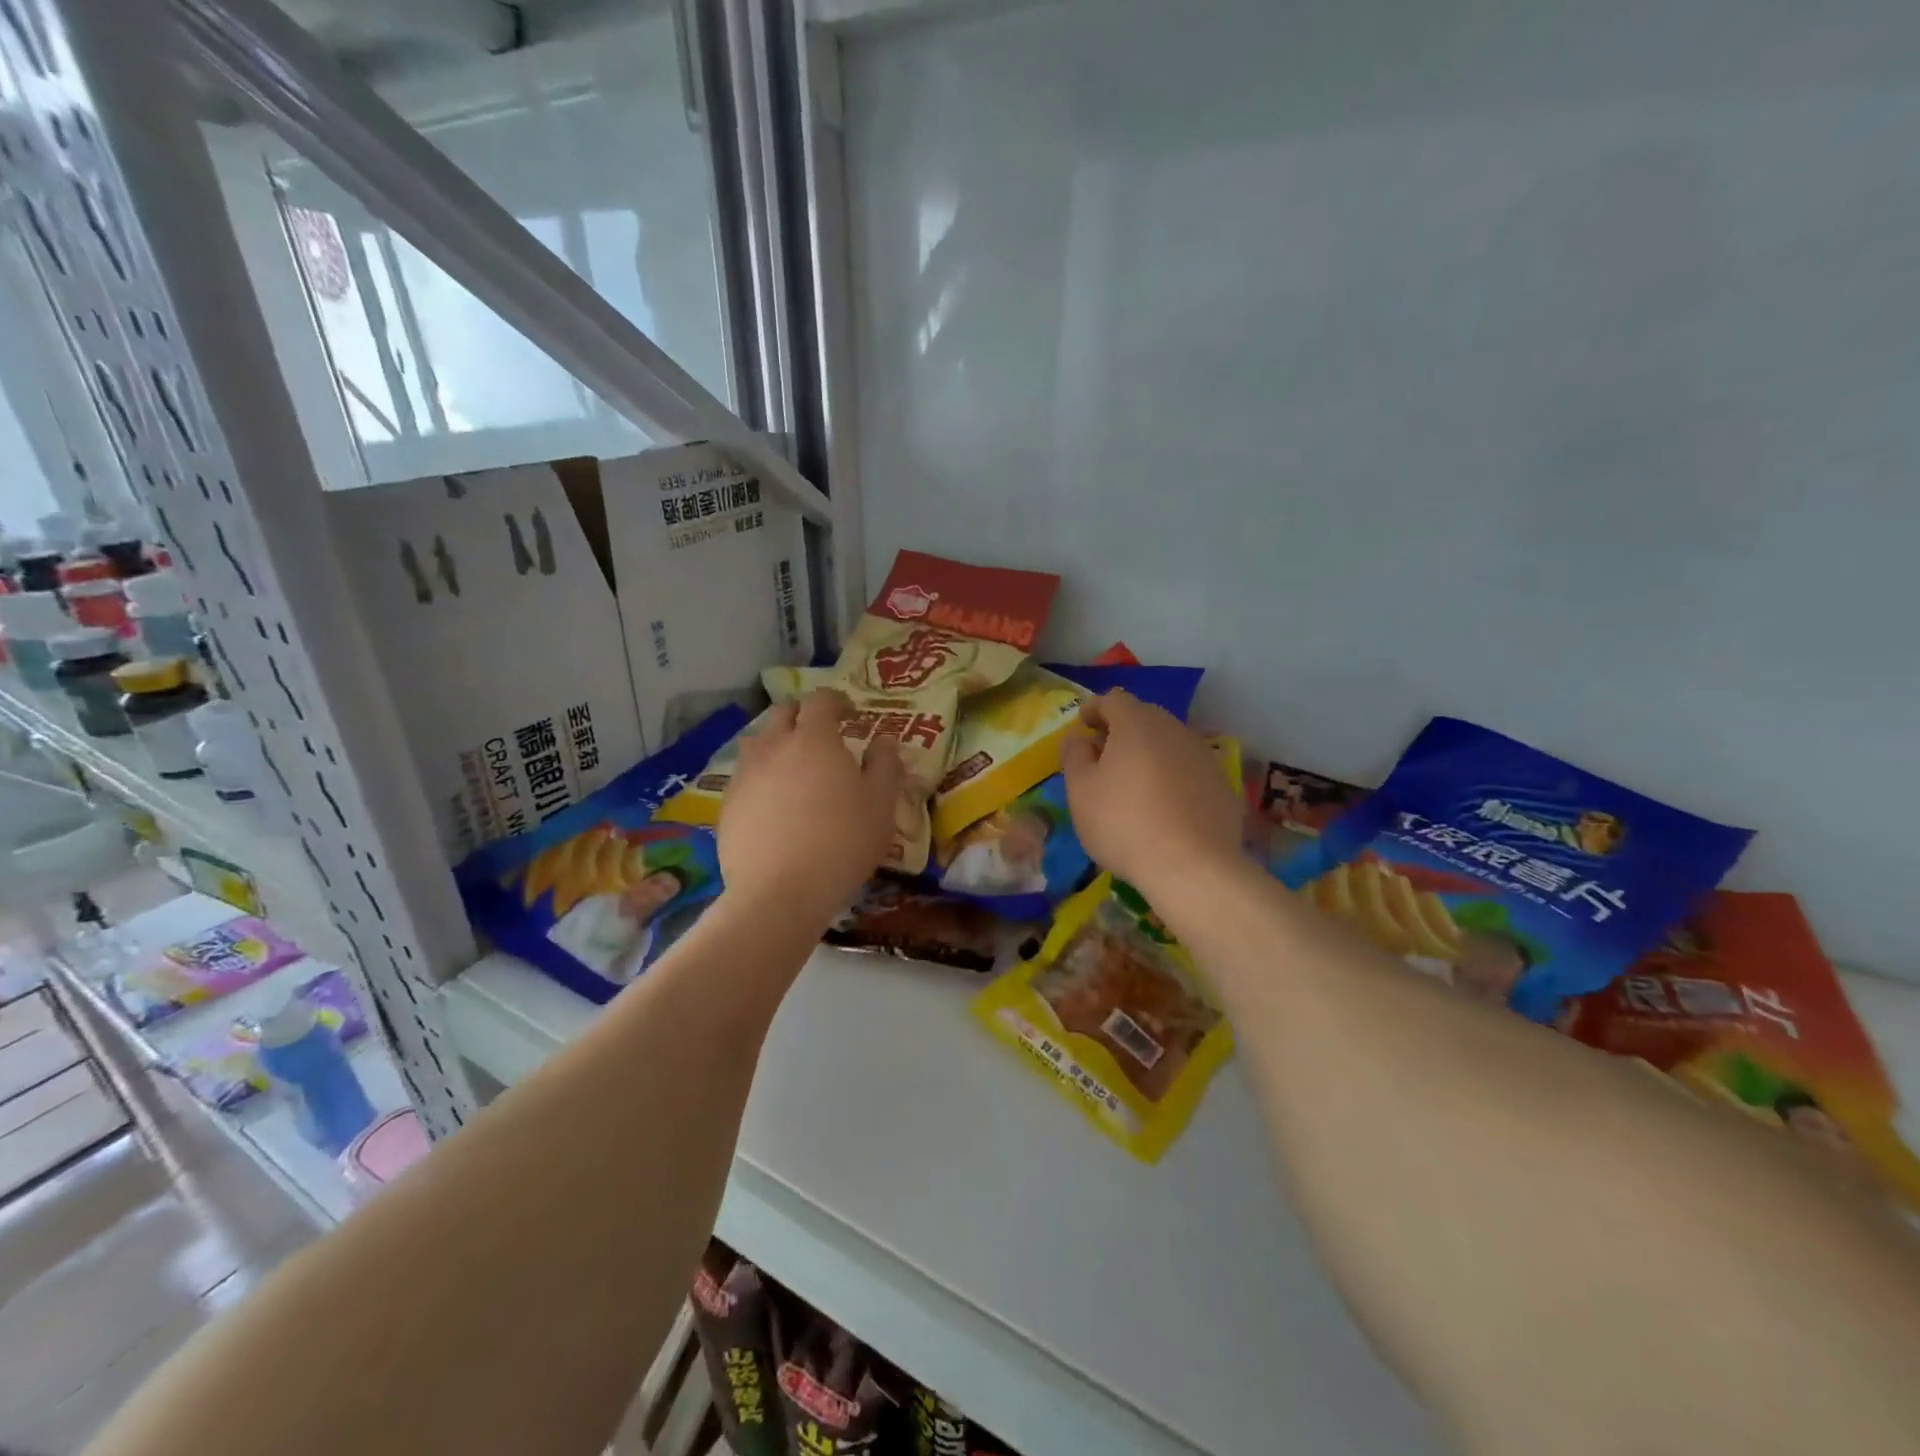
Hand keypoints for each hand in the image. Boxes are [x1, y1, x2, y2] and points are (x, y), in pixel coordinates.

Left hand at [718, 689, 902, 926]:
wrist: (779, 892)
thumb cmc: (842, 842)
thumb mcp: (881, 805)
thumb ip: (885, 765)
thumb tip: (884, 741)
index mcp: (813, 739)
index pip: (820, 701)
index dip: (837, 701)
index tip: (851, 715)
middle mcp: (773, 747)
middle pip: (782, 714)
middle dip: (803, 715)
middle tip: (821, 734)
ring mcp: (744, 776)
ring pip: (757, 743)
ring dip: (776, 743)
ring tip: (793, 766)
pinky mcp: (726, 806)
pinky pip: (744, 778)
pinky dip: (760, 778)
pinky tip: (773, 805)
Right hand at [1060, 691, 1244, 904]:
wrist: (1192, 867)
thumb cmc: (1123, 824)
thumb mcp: (1081, 791)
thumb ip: (1074, 756)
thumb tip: (1078, 737)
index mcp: (1136, 724)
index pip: (1112, 700)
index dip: (1094, 709)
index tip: (1083, 724)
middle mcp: (1174, 729)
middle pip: (1144, 717)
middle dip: (1122, 728)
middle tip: (1104, 753)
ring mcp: (1203, 756)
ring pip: (1169, 742)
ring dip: (1149, 752)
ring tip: (1134, 779)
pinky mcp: (1222, 784)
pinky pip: (1189, 769)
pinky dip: (1173, 775)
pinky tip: (1165, 804)